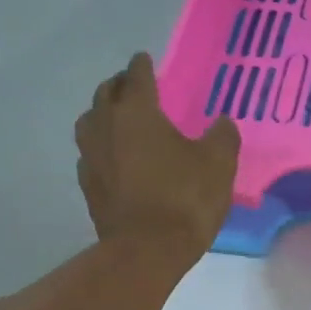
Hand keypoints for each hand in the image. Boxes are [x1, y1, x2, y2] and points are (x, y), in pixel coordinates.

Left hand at [75, 53, 239, 267]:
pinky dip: (100, 146)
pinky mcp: (88, 185)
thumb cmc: (185, 198)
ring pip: (90, 122)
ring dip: (102, 113)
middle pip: (106, 94)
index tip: (145, 59)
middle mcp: (106, 126)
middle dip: (119, 85)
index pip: (137, 77)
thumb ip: (222, 136)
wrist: (147, 250)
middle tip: (132, 85)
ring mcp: (91, 157)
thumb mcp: (219, 163)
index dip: (142, 66)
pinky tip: (112, 156)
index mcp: (137, 113)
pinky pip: (90, 154)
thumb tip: (221, 122)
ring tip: (116, 117)